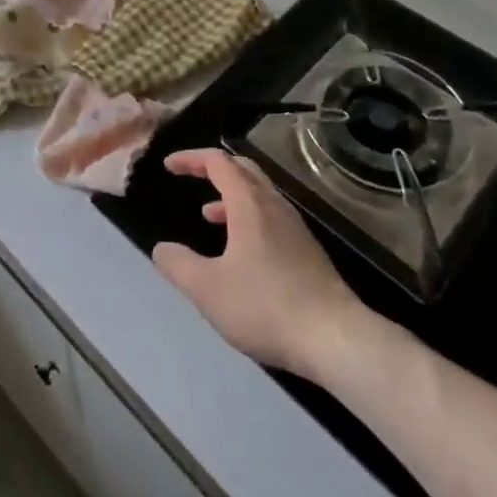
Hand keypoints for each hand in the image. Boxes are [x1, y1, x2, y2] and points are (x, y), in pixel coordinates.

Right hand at [152, 148, 363, 378]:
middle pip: (243, 169)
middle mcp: (274, 205)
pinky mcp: (307, 251)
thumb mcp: (208, 290)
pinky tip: (241, 251)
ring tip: (208, 215)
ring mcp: (295, 228)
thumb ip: (179, 265)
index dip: (190, 158)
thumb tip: (161, 249)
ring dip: (230, 195)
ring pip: (259, 194)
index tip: (169, 166)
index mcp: (249, 204)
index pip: (218, 162)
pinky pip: (271, 217)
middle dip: (212, 168)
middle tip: (189, 176)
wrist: (335, 338)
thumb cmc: (266, 306)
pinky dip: (248, 217)